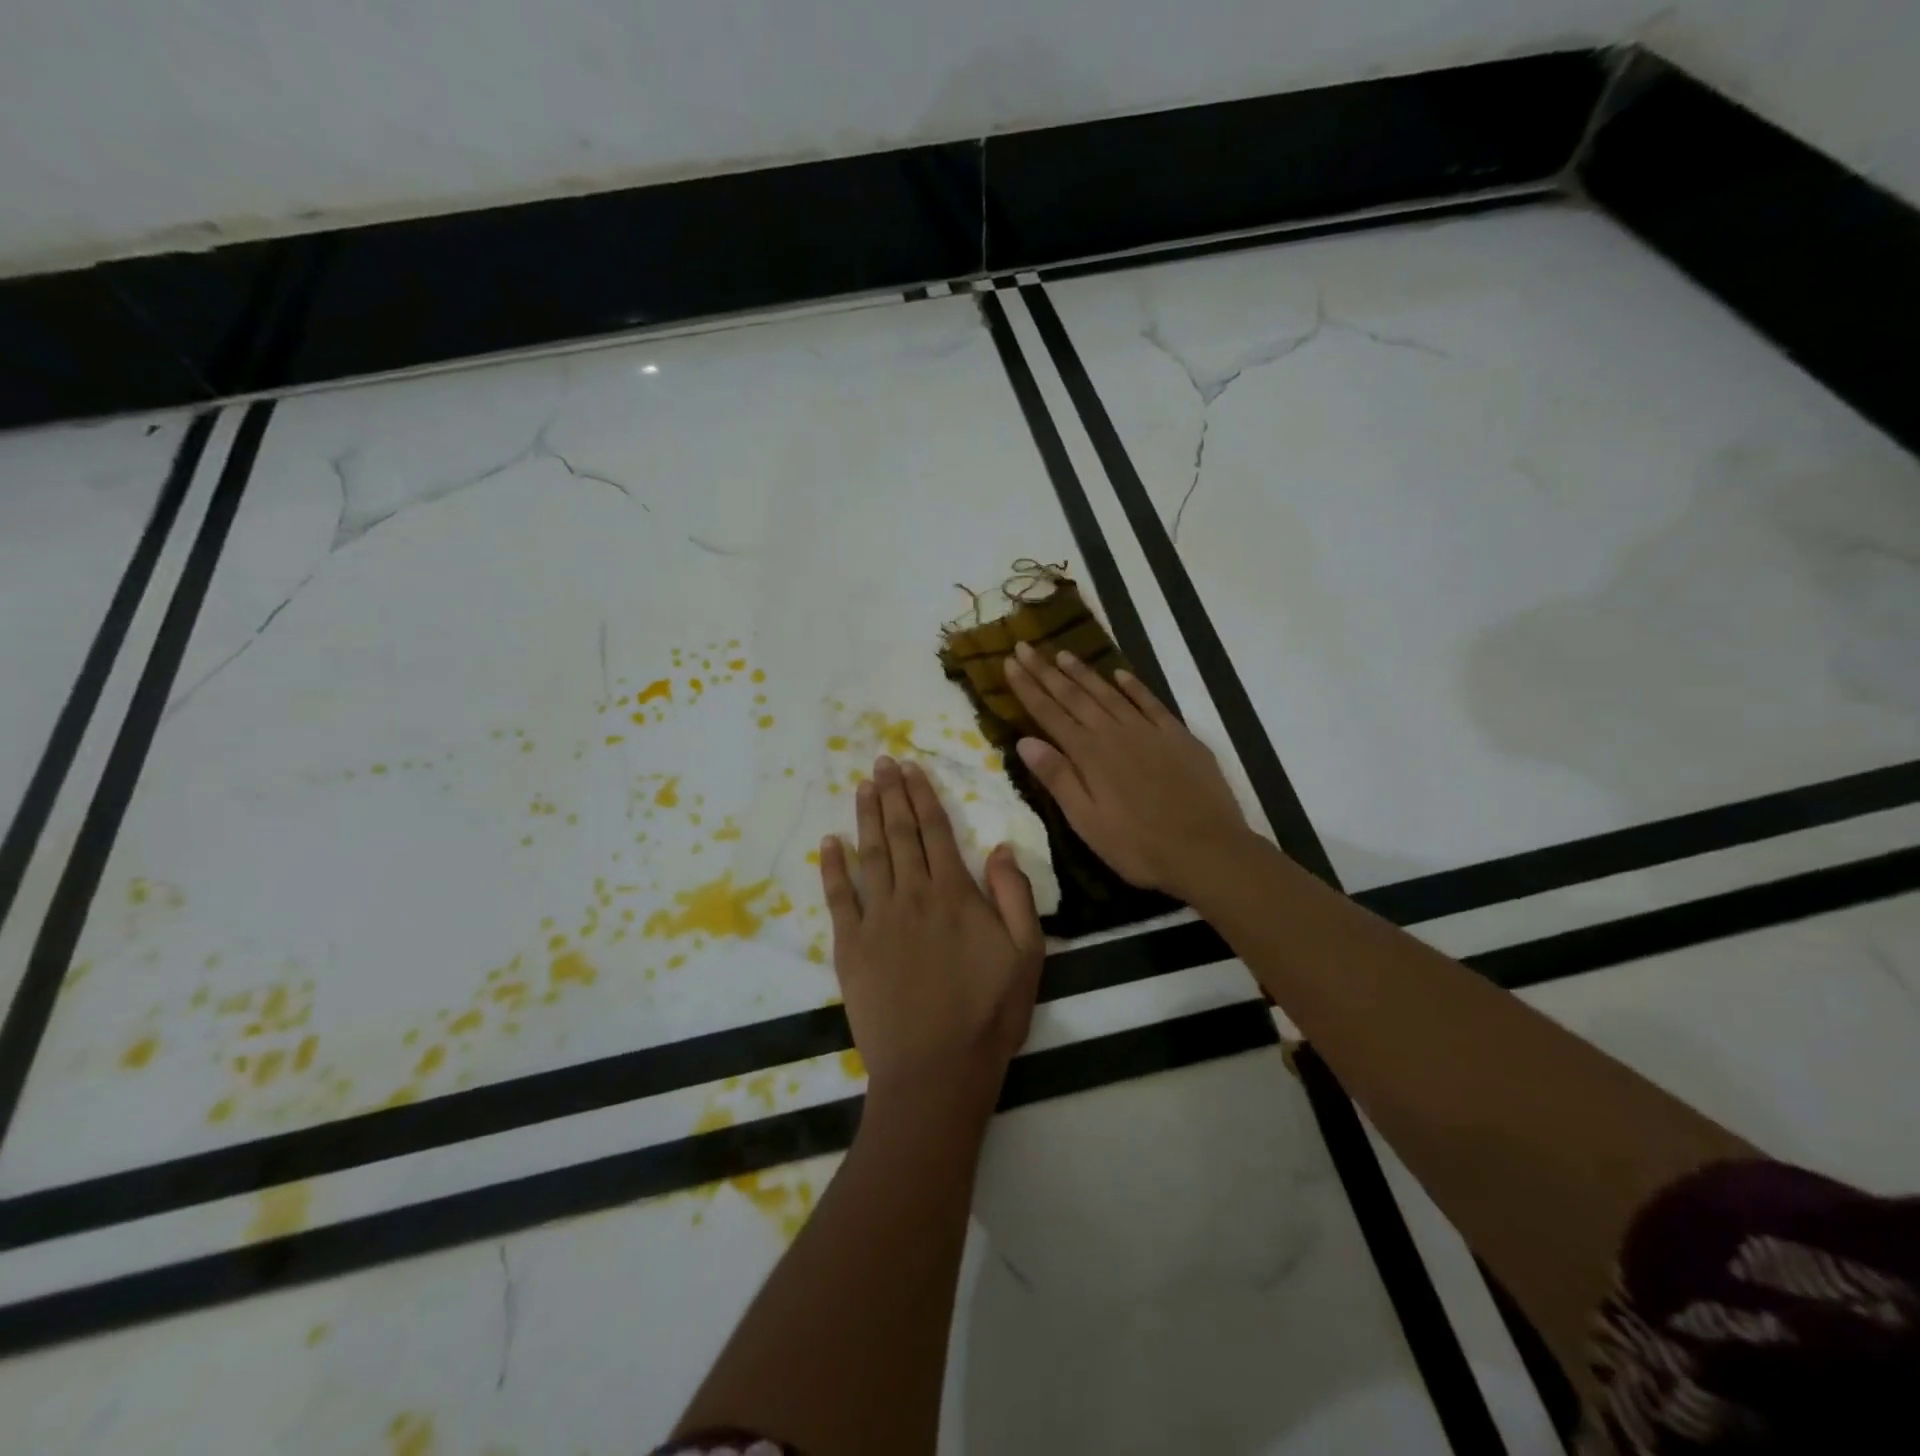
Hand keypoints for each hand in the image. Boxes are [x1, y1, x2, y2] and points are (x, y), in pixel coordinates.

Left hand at [819, 756, 1045, 1110]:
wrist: (936, 1069)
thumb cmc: (989, 1013)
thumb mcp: (1026, 955)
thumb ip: (1014, 896)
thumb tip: (999, 847)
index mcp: (955, 894)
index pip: (936, 831)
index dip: (923, 796)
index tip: (911, 768)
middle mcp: (913, 895)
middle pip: (901, 833)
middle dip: (892, 794)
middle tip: (882, 762)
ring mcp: (877, 919)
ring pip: (871, 854)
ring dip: (866, 817)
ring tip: (862, 786)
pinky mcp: (851, 946)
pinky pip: (839, 897)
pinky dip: (833, 866)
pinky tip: (830, 841)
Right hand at [1004, 640, 1251, 898]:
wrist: (1208, 850)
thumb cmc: (1139, 846)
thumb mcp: (1087, 822)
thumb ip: (1058, 779)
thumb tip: (1024, 741)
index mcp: (1089, 755)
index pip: (1049, 714)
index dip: (1028, 687)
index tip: (1009, 662)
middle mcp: (1115, 733)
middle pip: (1075, 696)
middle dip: (1046, 671)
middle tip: (1025, 646)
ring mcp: (1149, 731)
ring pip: (1109, 693)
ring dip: (1084, 673)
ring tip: (1062, 654)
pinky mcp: (1179, 737)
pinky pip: (1151, 702)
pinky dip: (1134, 686)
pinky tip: (1121, 674)